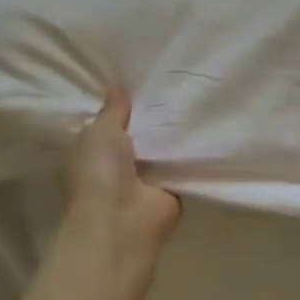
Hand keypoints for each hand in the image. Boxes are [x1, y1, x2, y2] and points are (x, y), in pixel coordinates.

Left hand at [61, 90, 180, 271]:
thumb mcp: (100, 131)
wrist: (122, 219)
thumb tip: (117, 86)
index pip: (108, 124)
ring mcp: (146, 178)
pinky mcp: (172, 189)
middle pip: (140, 133)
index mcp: (92, 151)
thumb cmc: (99, 172)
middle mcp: (118, 164)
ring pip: (163, 147)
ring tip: (195, 96)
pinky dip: (193, 150)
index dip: (123, 105)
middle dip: (153, 116)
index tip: (142, 80)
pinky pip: (184, 163)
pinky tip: (208, 124)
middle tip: (176, 83)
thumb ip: (112, 109)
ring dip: (174, 132)